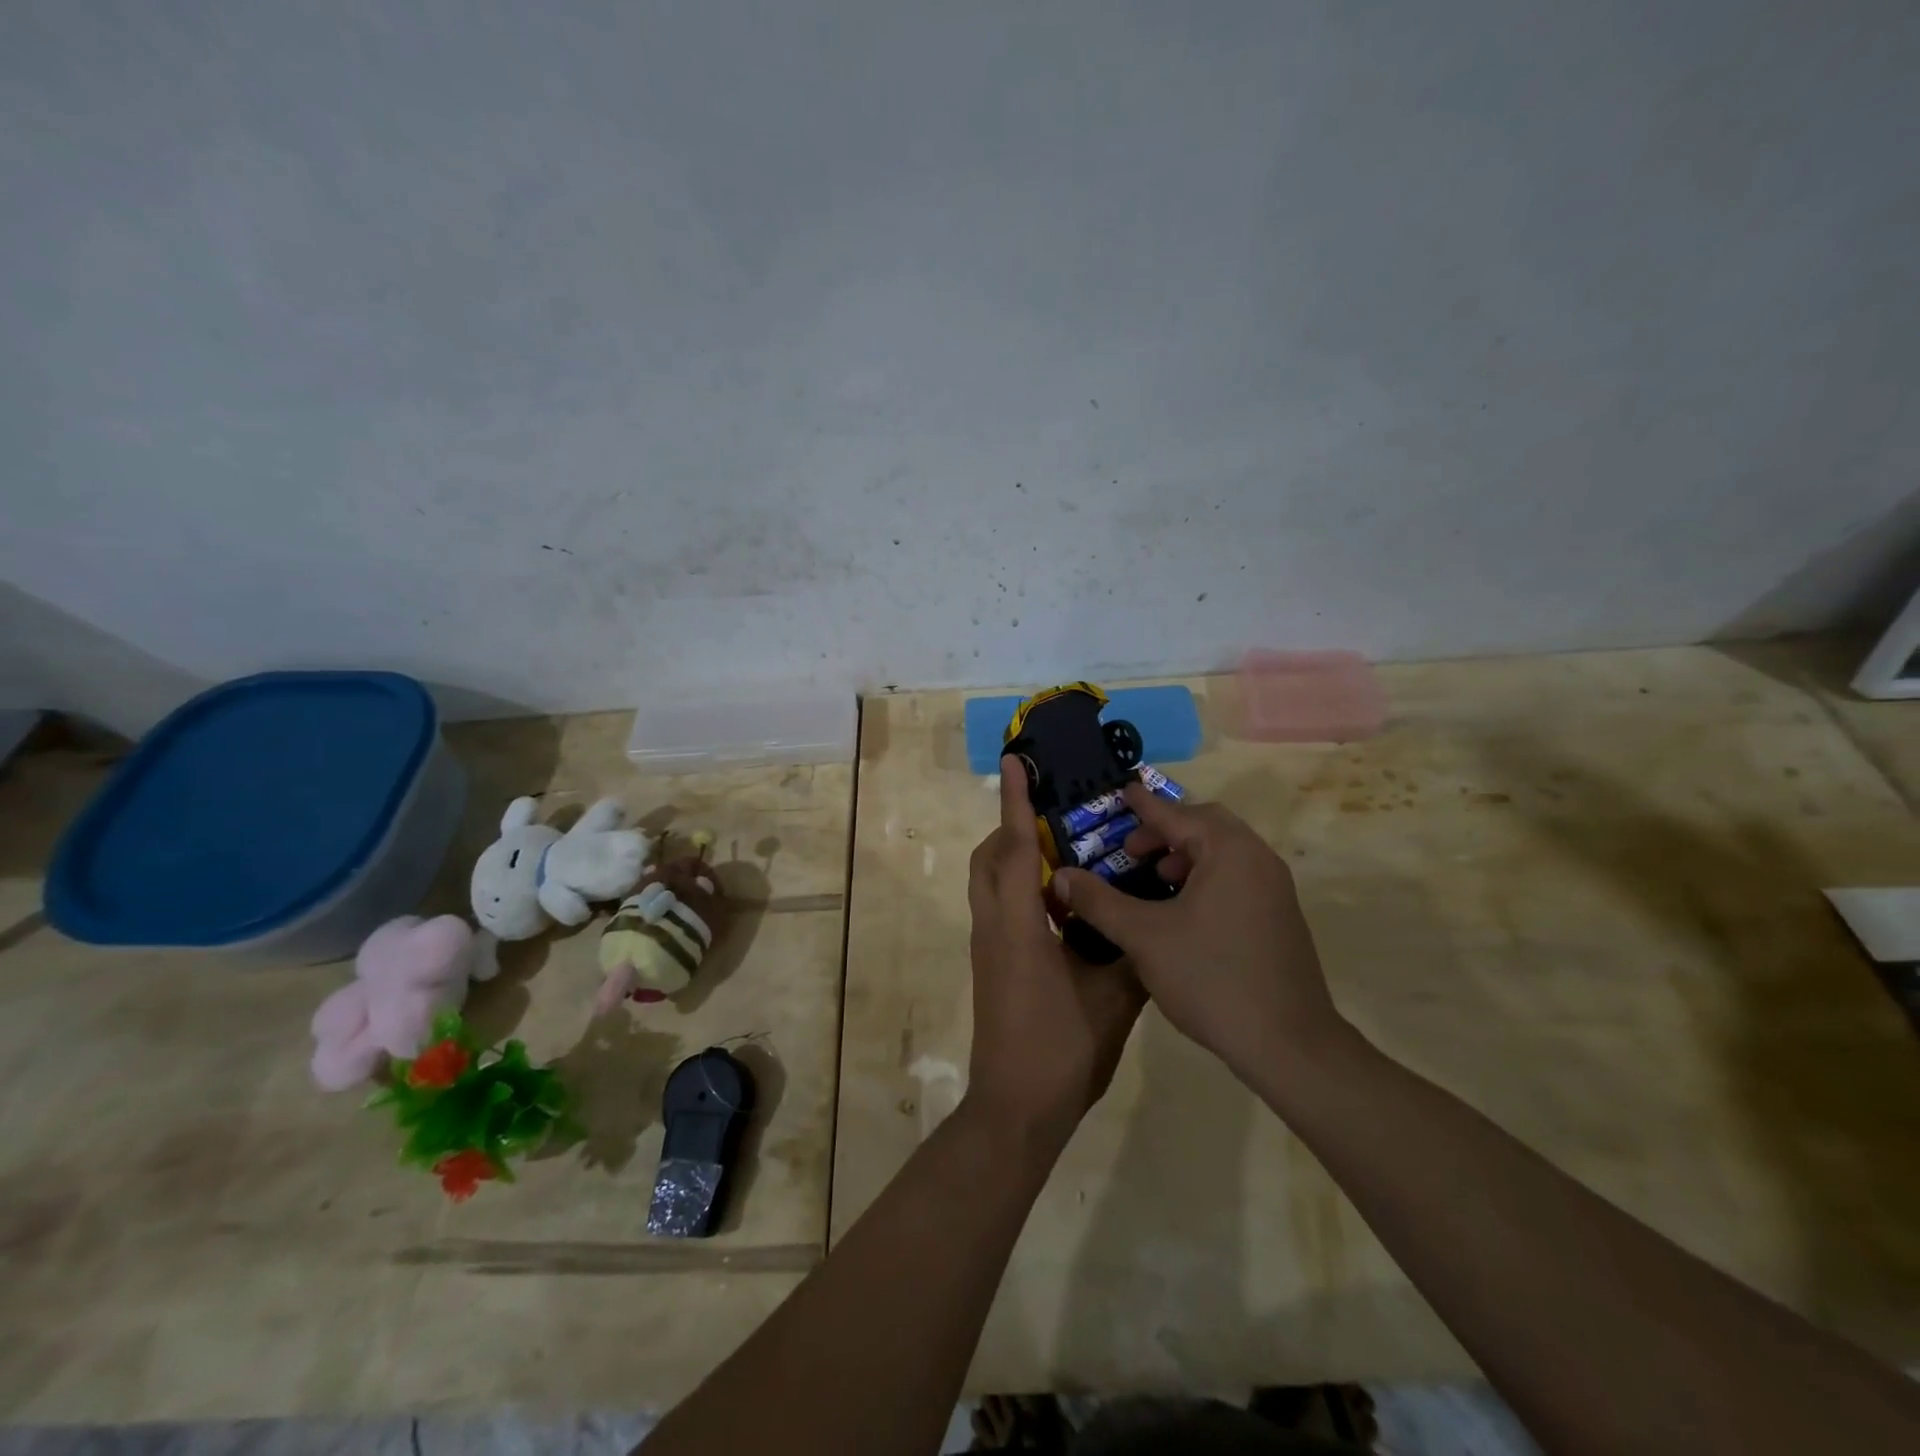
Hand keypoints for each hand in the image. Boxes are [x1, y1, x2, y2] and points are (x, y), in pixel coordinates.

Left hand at [965, 758, 1145, 1147]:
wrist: (1016, 1109)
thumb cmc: (1062, 1051)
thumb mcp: (1112, 1000)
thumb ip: (1129, 952)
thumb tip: (1150, 920)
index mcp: (1018, 926)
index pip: (1015, 849)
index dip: (1016, 803)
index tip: (1014, 764)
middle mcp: (994, 926)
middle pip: (991, 859)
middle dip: (1014, 827)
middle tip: (1056, 816)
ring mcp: (988, 946)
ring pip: (991, 882)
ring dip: (1016, 858)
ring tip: (1064, 853)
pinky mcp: (992, 964)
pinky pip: (1000, 907)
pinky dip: (1022, 888)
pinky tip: (1063, 905)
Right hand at [1052, 785, 1346, 1084]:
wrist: (1287, 1043)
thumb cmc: (1211, 977)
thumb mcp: (1143, 936)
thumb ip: (1099, 901)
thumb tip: (1060, 875)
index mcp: (1229, 851)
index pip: (1177, 814)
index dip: (1143, 805)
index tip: (1121, 791)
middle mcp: (1257, 859)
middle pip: (1205, 826)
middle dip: (1164, 832)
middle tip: (1131, 849)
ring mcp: (1274, 889)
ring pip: (1223, 853)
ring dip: (1185, 855)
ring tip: (1153, 880)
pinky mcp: (1279, 917)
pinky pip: (1236, 877)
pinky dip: (1205, 877)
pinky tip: (1181, 910)